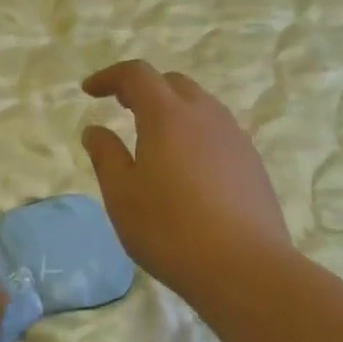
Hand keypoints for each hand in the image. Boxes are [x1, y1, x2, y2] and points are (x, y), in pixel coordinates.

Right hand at [80, 60, 292, 300]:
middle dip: (144, 89)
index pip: (137, 75)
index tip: (90, 91)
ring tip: (155, 139)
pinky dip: (195, 133)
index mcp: (168, 116)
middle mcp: (205, 115)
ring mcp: (234, 137)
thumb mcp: (122, 195)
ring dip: (173, 109)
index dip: (110, 77)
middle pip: (173, 83)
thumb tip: (95, 130)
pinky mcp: (252, 162)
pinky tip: (188, 168)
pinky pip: (218, 131)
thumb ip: (106, 156)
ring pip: (200, 106)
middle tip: (123, 109)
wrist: (244, 267)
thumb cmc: (170, 230)